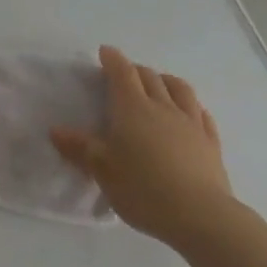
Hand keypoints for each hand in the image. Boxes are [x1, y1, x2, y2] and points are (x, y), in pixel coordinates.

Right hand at [51, 46, 234, 250]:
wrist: (199, 214)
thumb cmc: (143, 189)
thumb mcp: (103, 171)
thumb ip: (80, 148)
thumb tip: (56, 130)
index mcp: (133, 109)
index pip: (122, 73)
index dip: (113, 60)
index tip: (105, 52)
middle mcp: (163, 107)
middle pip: (150, 77)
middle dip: (136, 70)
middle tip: (125, 74)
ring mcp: (191, 122)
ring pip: (180, 89)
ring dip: (166, 80)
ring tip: (159, 83)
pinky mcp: (210, 141)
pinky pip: (201, 114)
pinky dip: (192, 106)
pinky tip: (192, 112)